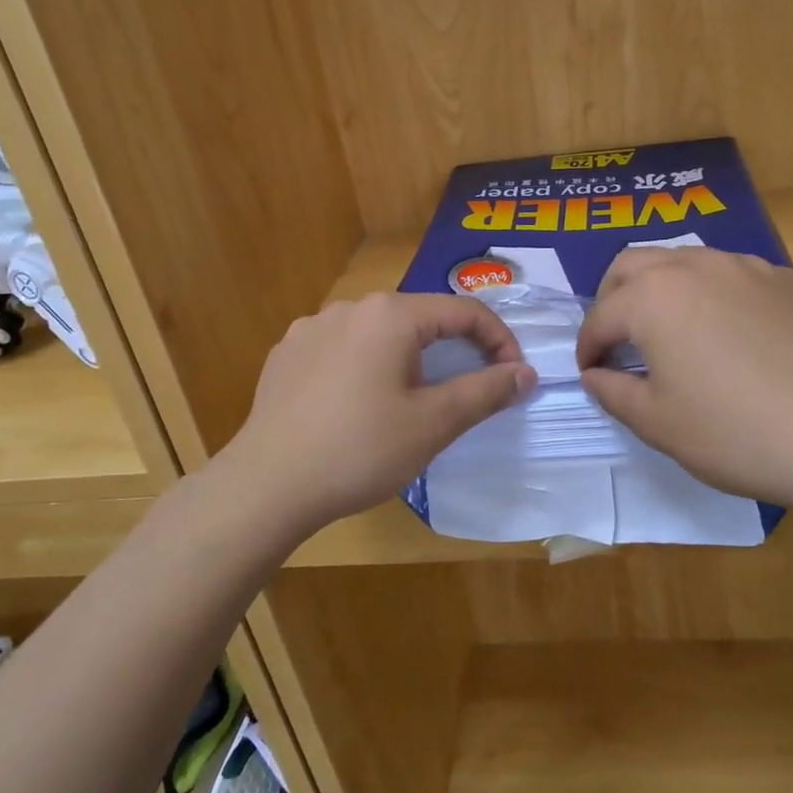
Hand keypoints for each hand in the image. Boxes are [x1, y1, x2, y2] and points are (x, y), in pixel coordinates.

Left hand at [218, 293, 536, 536]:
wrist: (266, 485)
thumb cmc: (360, 450)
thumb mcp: (434, 423)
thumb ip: (486, 391)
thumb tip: (526, 374)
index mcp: (391, 315)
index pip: (464, 312)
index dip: (499, 342)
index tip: (514, 378)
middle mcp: (350, 307)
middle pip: (420, 319)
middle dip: (454, 350)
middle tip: (468, 391)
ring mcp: (311, 328)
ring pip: (379, 334)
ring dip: (409, 359)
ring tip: (411, 401)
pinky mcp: (286, 354)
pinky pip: (343, 349)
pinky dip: (366, 367)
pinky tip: (359, 405)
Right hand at [575, 247, 792, 509]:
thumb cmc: (735, 432)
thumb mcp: (657, 423)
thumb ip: (612, 392)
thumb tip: (595, 375)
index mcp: (653, 297)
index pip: (601, 315)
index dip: (588, 346)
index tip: (590, 371)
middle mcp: (693, 266)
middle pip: (632, 265)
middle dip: (612, 298)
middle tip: (617, 339)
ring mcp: (744, 266)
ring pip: (681, 260)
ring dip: (658, 288)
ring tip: (667, 330)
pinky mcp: (783, 279)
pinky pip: (728, 272)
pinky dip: (707, 292)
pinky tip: (724, 331)